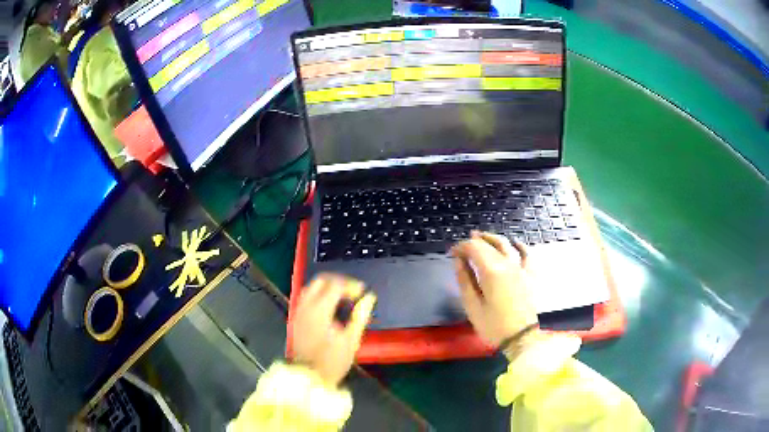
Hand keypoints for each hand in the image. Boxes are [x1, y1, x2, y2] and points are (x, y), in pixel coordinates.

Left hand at [291, 274, 375, 386]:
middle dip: (338, 281)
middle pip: (320, 280)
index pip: (336, 285)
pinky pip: (306, 297)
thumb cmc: (332, 361)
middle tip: (353, 291)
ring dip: (327, 286)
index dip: (351, 285)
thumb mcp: (351, 340)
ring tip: (342, 297)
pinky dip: (318, 294)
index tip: (363, 292)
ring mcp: (298, 312)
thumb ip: (360, 316)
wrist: (308, 377)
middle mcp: (306, 306)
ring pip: (311, 287)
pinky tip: (329, 305)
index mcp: (320, 310)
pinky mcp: (296, 318)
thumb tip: (369, 298)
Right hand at [451, 231, 537, 347]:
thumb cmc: (492, 325)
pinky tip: (514, 242)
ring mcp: (521, 268)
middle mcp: (507, 264)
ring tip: (481, 236)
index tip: (451, 253)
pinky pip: (527, 254)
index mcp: (491, 271)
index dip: (461, 247)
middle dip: (473, 242)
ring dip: (492, 238)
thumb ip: (464, 279)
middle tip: (461, 247)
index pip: (474, 248)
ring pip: (506, 245)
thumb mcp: (472, 305)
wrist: (520, 337)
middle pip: (489, 245)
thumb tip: (458, 260)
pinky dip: (520, 245)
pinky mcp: (530, 275)